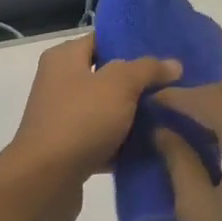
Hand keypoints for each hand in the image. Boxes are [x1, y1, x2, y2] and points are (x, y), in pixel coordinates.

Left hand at [0, 34, 181, 220]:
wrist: (45, 181)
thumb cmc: (80, 120)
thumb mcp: (118, 85)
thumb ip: (146, 69)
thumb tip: (173, 64)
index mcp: (64, 59)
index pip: (102, 40)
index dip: (132, 43)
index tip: (166, 53)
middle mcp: (60, 84)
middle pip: (107, 77)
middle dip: (139, 83)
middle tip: (176, 86)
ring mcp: (64, 119)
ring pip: (108, 111)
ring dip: (135, 117)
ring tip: (173, 116)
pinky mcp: (71, 150)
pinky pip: (104, 141)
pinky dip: (124, 145)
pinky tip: (155, 148)